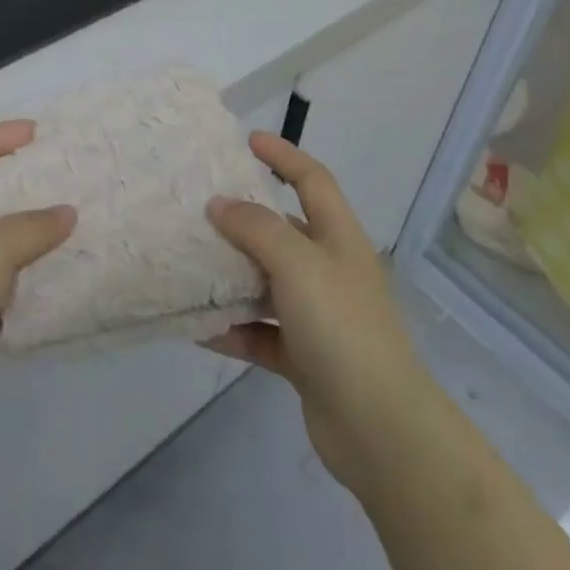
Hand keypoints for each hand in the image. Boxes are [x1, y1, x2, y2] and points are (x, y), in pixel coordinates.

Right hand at [203, 132, 433, 495]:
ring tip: (190, 265)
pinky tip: (200, 330)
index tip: (247, 140)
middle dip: (246, 218)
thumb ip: (256, 227)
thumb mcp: (297, 263)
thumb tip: (220, 204)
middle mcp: (330, 270)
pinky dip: (235, 330)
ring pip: (268, 283)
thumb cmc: (341, 327)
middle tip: (201, 208)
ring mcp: (319, 316)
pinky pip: (262, 333)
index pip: (312, 179)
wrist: (379, 428)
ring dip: (233, 277)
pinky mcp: (306, 358)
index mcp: (339, 238)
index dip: (283, 155)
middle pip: (285, 231)